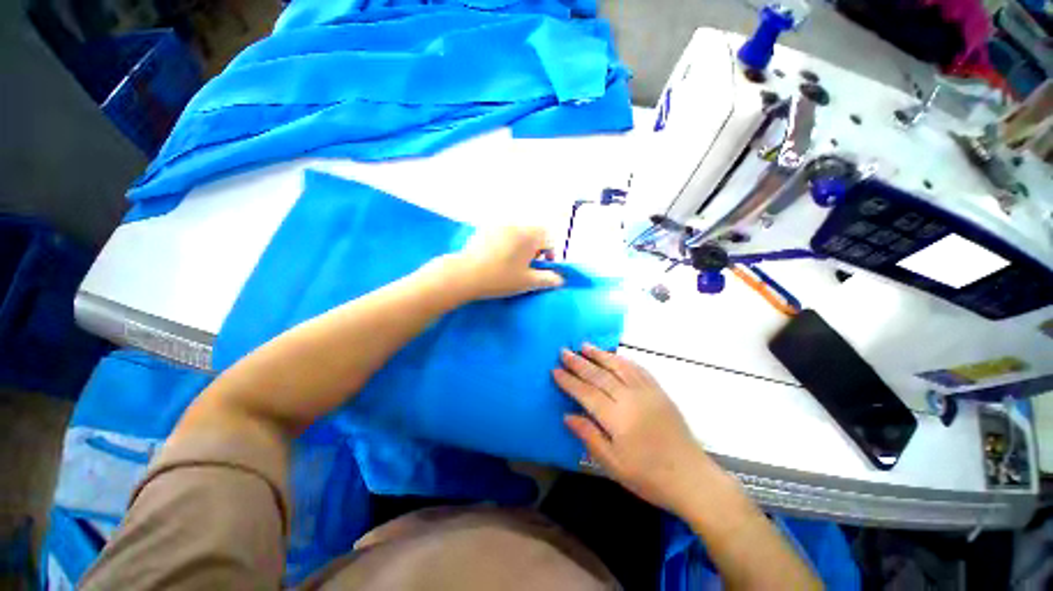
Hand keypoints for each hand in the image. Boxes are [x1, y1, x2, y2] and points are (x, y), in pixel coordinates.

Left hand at [445, 226, 563, 299]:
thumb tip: (561, 279)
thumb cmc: (500, 278)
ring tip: (510, 262)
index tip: (542, 266)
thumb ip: (548, 279)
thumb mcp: (528, 282)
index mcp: (530, 235)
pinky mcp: (484, 228)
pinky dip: (505, 242)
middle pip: (534, 233)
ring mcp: (498, 224)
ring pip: (518, 232)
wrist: (465, 274)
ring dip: (520, 244)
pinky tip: (496, 257)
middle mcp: (516, 224)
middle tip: (526, 265)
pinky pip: (502, 232)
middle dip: (535, 248)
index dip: (550, 253)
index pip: (549, 237)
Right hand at [554, 345, 719, 513]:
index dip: (569, 381)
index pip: (586, 393)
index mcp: (617, 418)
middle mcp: (631, 398)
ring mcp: (647, 392)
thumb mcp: (613, 465)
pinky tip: (614, 356)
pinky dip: (623, 360)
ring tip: (585, 345)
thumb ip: (589, 436)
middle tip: (564, 351)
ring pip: (619, 366)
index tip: (555, 370)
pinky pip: (638, 369)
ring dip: (600, 354)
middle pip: (600, 375)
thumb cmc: (648, 477)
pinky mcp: (659, 391)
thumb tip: (567, 415)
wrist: (691, 478)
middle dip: (579, 363)